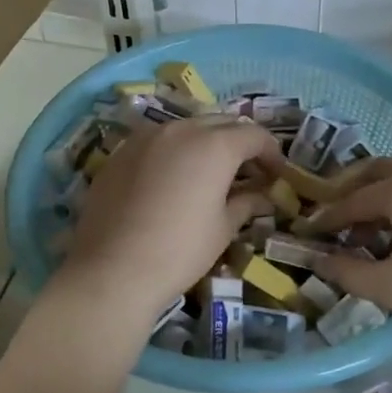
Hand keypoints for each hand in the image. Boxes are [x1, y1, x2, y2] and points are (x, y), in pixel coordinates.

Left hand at [59, 116, 281, 321]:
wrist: (113, 270)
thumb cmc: (180, 251)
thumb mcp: (223, 228)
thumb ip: (246, 202)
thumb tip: (263, 195)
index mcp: (214, 145)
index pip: (254, 134)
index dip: (271, 152)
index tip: (277, 173)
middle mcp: (180, 129)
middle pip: (220, 123)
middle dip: (239, 142)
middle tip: (249, 170)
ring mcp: (145, 137)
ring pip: (186, 127)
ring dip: (205, 142)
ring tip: (211, 172)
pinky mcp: (120, 153)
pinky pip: (157, 141)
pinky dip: (174, 151)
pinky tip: (173, 178)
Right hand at [309, 159, 391, 358]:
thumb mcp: (391, 287)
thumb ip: (346, 270)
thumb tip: (316, 259)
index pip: (351, 199)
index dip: (327, 218)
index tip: (309, 232)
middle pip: (378, 172)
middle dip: (352, 193)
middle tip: (336, 220)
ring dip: (384, 195)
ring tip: (374, 230)